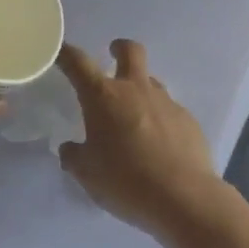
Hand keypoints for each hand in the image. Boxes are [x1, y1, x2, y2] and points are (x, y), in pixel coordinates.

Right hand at [57, 40, 227, 241]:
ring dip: (140, 88)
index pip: (78, 63)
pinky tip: (159, 145)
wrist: (184, 199)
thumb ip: (74, 156)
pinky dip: (160, 119)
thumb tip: (71, 148)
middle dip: (119, 48)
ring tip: (134, 117)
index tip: (60, 51)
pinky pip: (169, 110)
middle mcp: (135, 90)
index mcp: (103, 97)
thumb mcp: (86, 173)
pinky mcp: (188, 121)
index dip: (66, 54)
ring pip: (151, 81)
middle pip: (130, 51)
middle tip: (112, 56)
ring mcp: (166, 103)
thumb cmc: (125, 181)